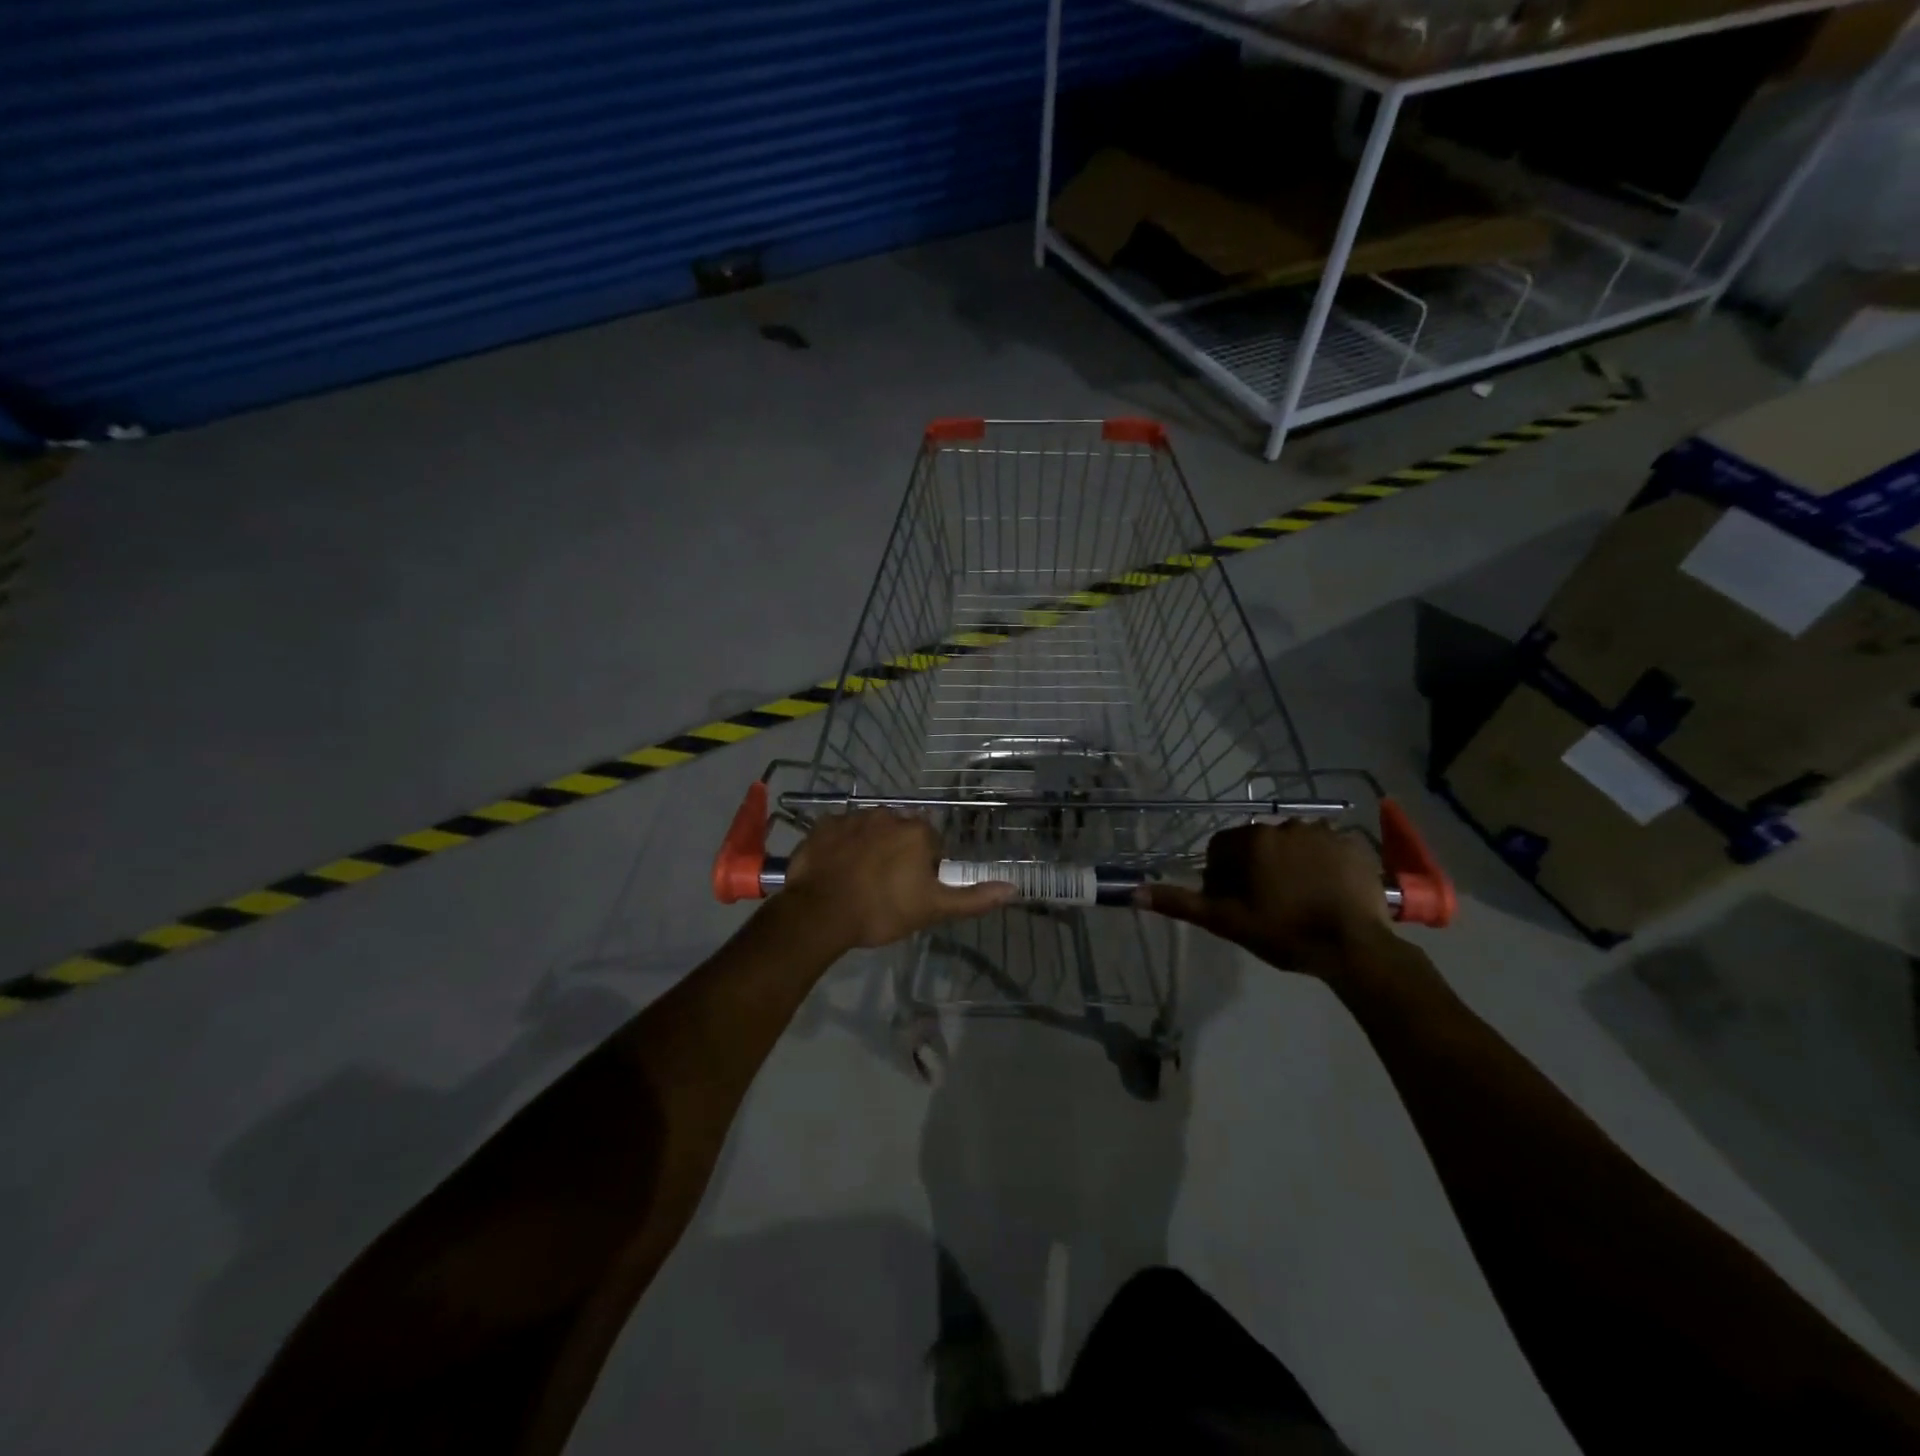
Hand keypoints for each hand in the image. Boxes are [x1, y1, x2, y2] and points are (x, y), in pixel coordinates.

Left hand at [782, 811, 1014, 950]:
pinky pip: (839, 832)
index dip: (924, 869)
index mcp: (917, 831)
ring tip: (858, 880)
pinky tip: (835, 869)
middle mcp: (888, 814)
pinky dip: (840, 846)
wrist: (820, 913)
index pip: (931, 845)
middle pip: (900, 833)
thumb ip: (973, 898)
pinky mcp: (823, 825)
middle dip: (897, 854)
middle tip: (885, 888)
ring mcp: (852, 817)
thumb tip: (1014, 888)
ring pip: (870, 830)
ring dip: (869, 847)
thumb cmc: (882, 910)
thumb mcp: (933, 909)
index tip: (911, 891)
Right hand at [1139, 820, 1391, 971]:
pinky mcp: (1353, 844)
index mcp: (1252, 840)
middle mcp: (1284, 825)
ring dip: (1290, 863)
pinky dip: (1323, 864)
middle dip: (1257, 867)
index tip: (1234, 901)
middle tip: (1267, 904)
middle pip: (1258, 844)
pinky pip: (1327, 848)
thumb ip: (1181, 903)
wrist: (1354, 947)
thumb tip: (1134, 892)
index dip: (1222, 874)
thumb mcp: (1226, 921)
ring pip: (1293, 844)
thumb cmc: (1284, 932)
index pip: (1221, 848)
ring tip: (1301, 899)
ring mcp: (1323, 832)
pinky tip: (1327, 892)